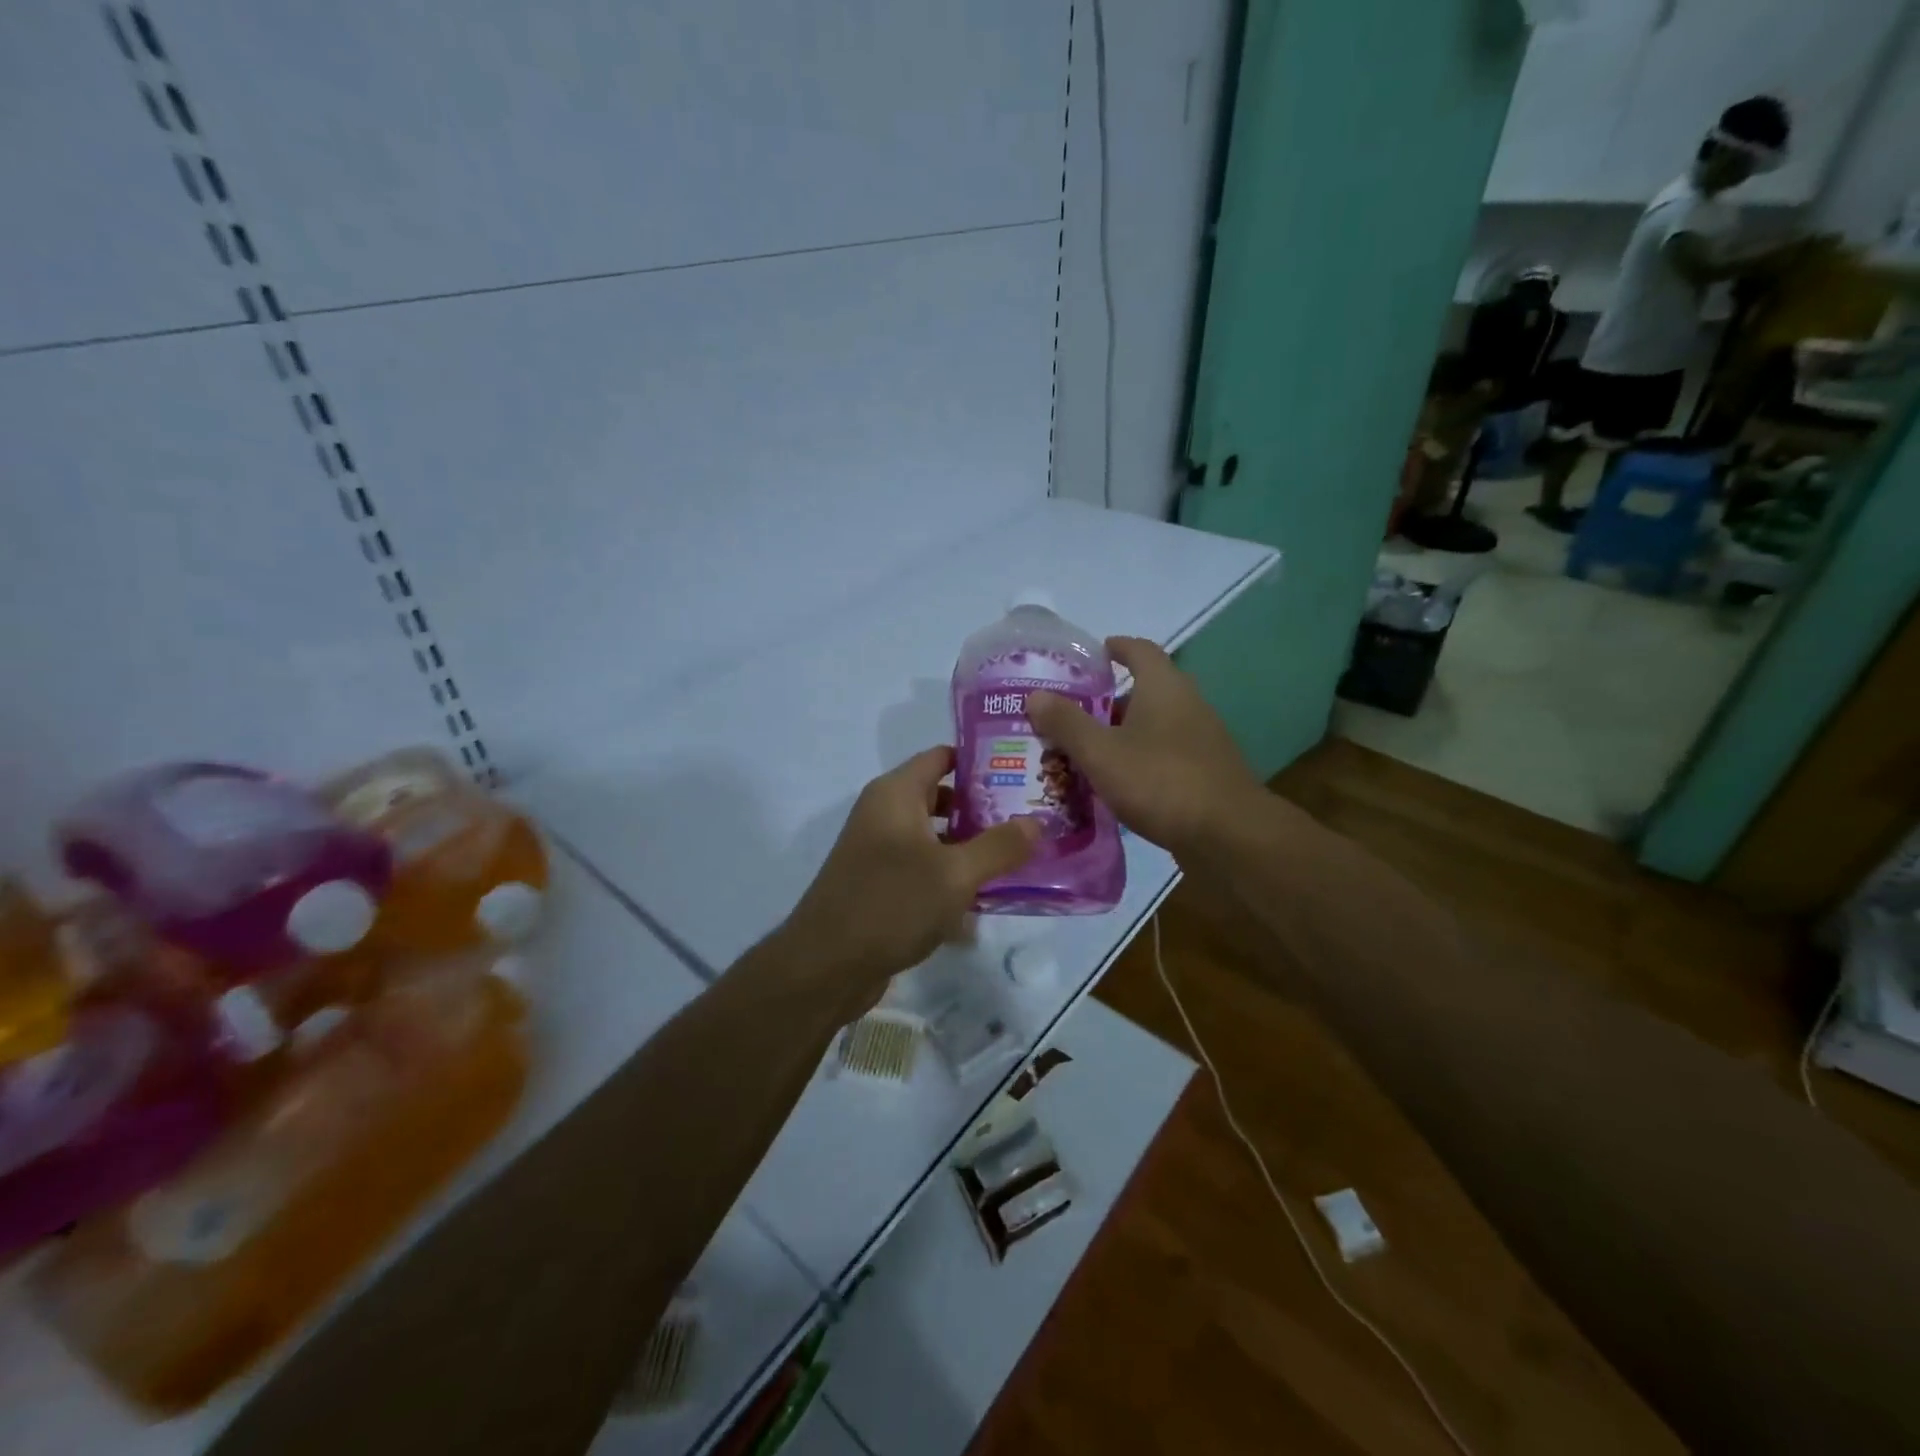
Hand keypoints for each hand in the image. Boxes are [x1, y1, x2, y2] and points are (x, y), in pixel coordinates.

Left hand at [782, 746, 1038, 991]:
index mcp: (895, 794)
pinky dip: (951, 874)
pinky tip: (986, 896)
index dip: (981, 760)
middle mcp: (884, 814)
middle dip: (984, 806)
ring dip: (971, 844)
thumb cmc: (891, 904)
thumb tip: (1036, 821)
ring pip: (934, 836)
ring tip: (1019, 854)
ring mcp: (879, 851)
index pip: (942, 757)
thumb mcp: (955, 874)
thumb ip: (999, 846)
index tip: (1023, 771)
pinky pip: (924, 868)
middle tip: (1031, 816)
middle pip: (941, 796)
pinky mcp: (880, 885)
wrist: (826, 967)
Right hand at [1028, 637, 1264, 862]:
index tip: (1090, 656)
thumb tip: (1035, 695)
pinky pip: (1164, 755)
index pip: (1139, 650)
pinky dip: (1138, 761)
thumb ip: (1067, 723)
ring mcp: (1201, 740)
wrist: (1228, 835)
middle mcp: (1187, 704)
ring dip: (1121, 734)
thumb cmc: (1160, 781)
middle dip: (1108, 701)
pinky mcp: (1205, 773)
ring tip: (1084, 752)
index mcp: (1164, 687)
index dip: (1114, 648)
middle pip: (1144, 691)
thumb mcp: (1101, 752)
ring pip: (1153, 726)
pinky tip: (1115, 785)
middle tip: (1070, 714)